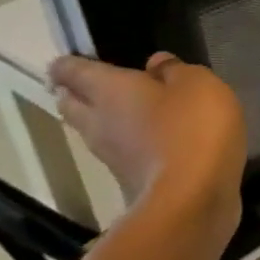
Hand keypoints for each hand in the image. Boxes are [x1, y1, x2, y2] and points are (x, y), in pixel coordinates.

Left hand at [48, 53, 246, 229]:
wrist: (192, 199)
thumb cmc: (193, 128)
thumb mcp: (198, 84)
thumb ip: (176, 71)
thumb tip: (155, 64)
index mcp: (111, 90)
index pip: (76, 72)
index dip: (67, 65)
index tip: (61, 61)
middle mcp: (100, 122)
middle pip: (72, 104)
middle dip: (71, 93)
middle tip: (76, 84)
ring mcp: (111, 156)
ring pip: (90, 130)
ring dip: (93, 119)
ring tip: (107, 109)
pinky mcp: (128, 181)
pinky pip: (117, 152)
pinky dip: (122, 142)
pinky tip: (141, 139)